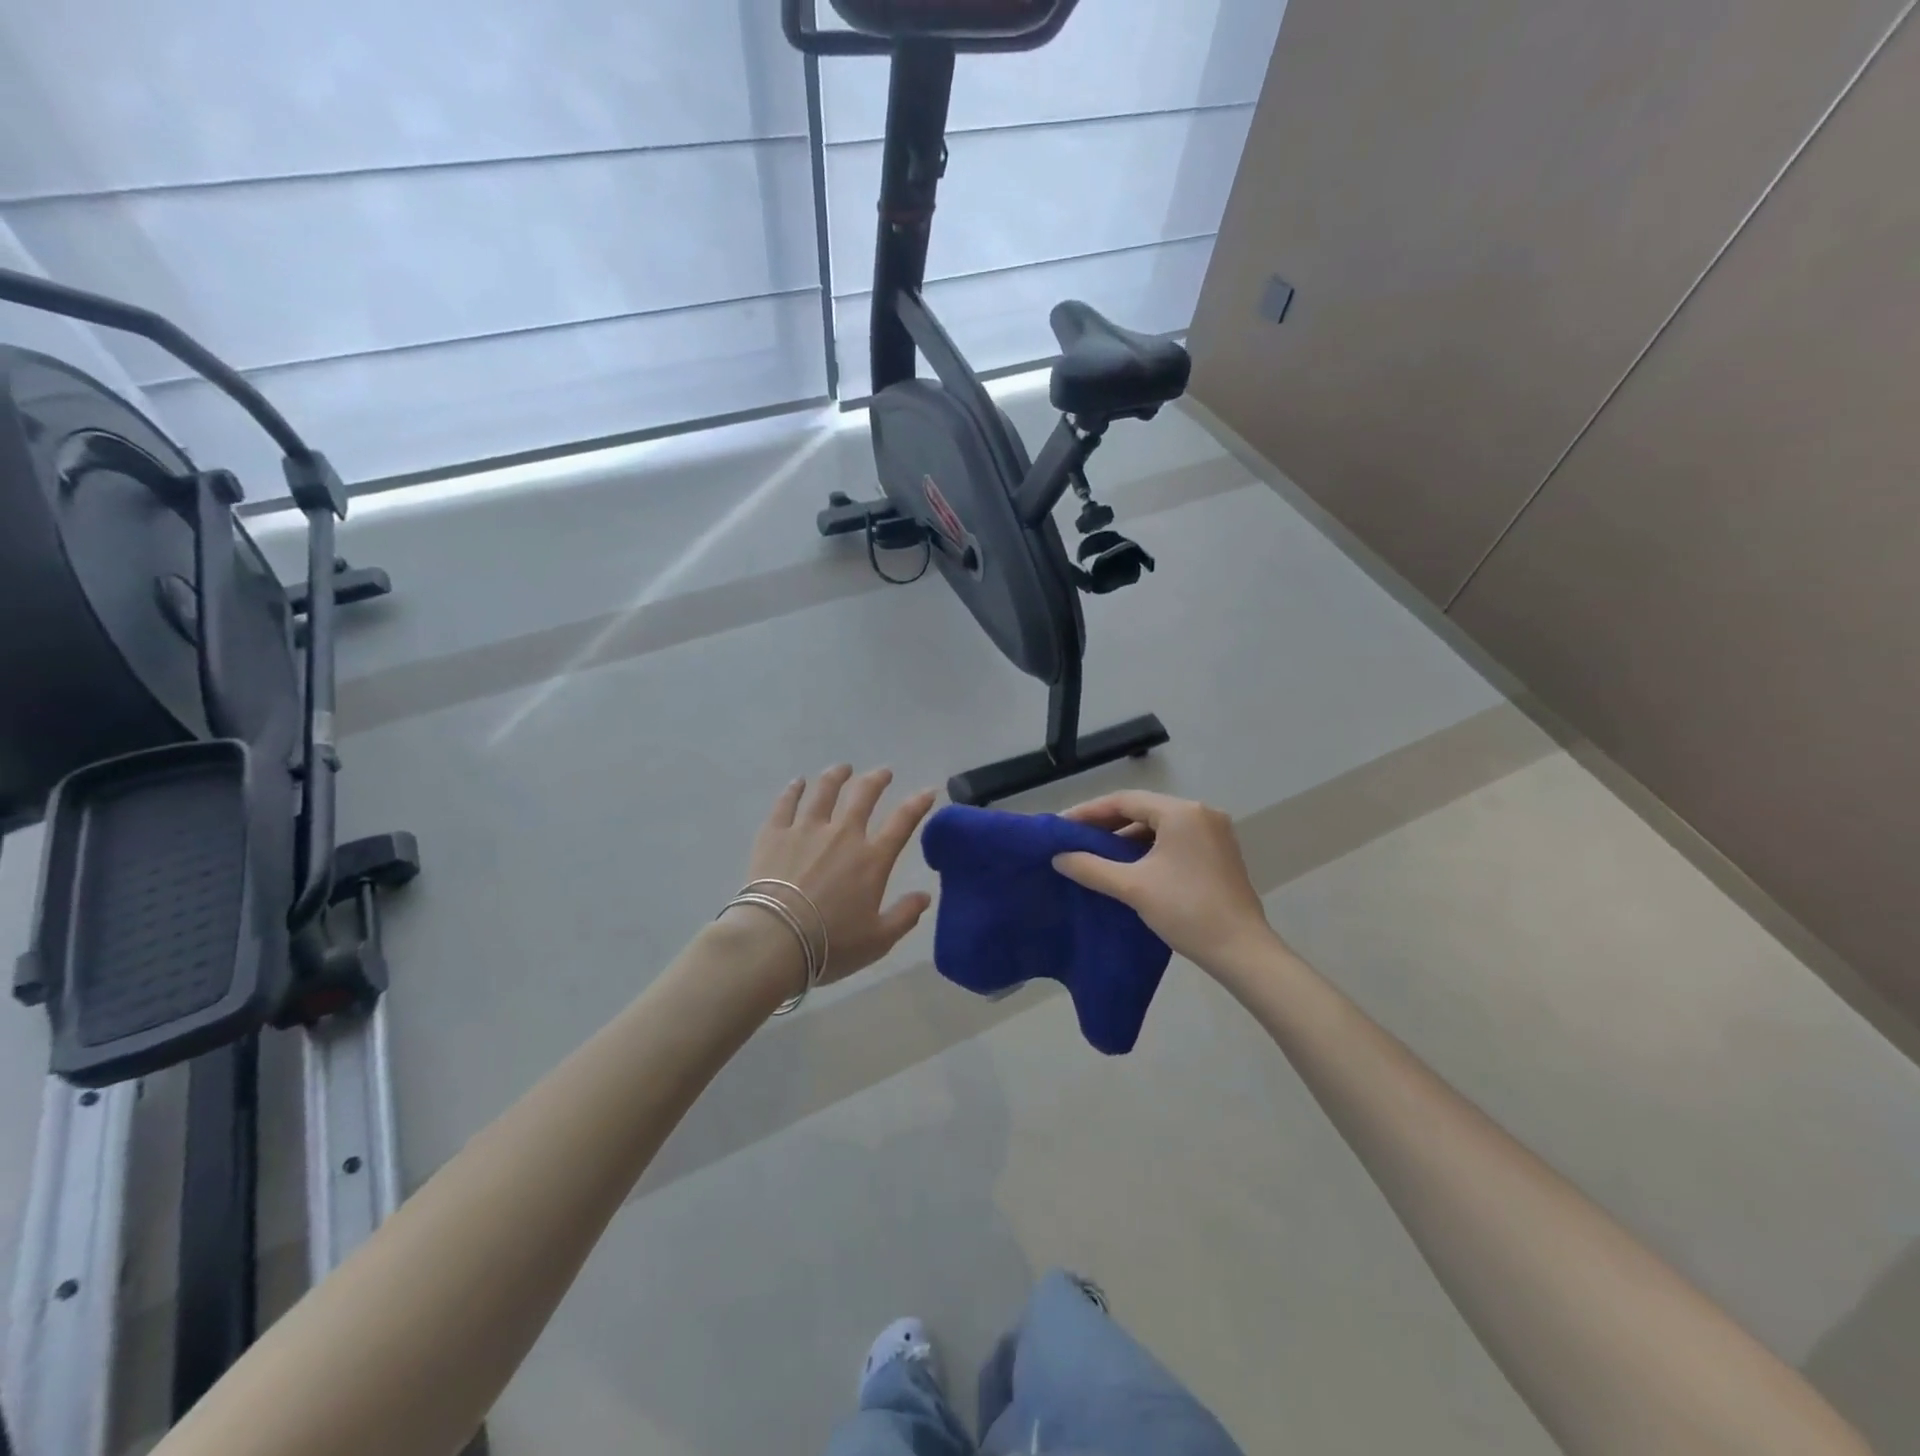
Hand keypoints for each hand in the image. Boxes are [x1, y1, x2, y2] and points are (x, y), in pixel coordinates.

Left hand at [737, 766, 937, 986]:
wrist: (775, 939)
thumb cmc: (831, 944)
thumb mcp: (878, 940)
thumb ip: (904, 916)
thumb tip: (925, 896)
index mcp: (872, 859)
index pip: (903, 822)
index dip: (918, 803)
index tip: (928, 791)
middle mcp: (843, 834)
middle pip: (864, 795)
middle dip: (877, 780)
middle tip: (883, 773)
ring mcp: (807, 829)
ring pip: (825, 791)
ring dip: (837, 776)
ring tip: (842, 769)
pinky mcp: (775, 833)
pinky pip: (786, 803)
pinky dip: (794, 790)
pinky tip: (798, 783)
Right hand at [1053, 791, 1276, 973]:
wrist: (1241, 950)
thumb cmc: (1186, 910)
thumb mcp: (1132, 887)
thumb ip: (1091, 868)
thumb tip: (1059, 858)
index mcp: (1181, 812)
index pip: (1125, 801)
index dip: (1090, 812)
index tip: (1063, 825)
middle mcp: (1201, 813)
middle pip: (1144, 809)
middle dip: (1108, 824)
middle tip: (1076, 838)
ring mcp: (1214, 833)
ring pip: (1160, 825)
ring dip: (1129, 836)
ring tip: (1098, 853)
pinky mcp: (1220, 853)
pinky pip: (1176, 839)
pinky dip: (1150, 847)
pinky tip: (1130, 864)